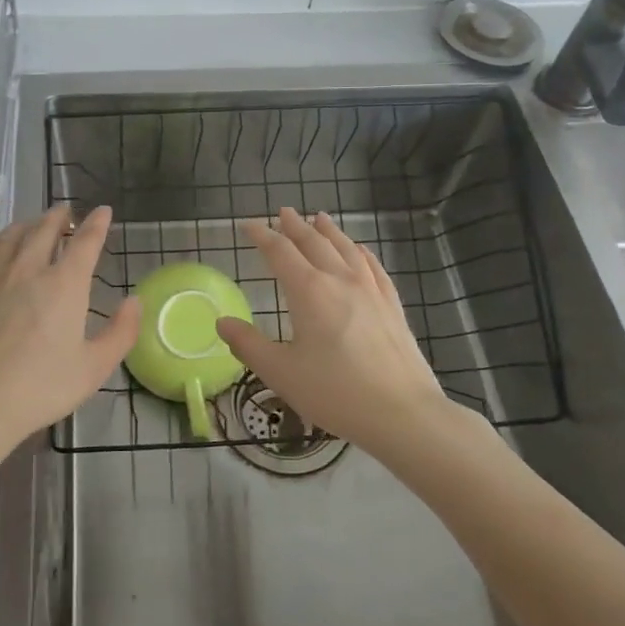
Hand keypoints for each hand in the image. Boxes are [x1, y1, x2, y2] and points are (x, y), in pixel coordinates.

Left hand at [0, 203, 139, 457]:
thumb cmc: (40, 388)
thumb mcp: (94, 368)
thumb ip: (120, 333)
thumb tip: (135, 301)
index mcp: (64, 285)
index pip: (85, 242)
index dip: (96, 224)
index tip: (102, 211)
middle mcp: (28, 270)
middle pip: (44, 230)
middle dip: (58, 217)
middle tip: (64, 212)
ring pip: (9, 237)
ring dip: (26, 225)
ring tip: (32, 224)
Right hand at [215, 207, 449, 459]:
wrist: (403, 413)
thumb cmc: (335, 392)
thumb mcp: (281, 373)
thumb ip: (248, 345)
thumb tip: (222, 323)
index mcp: (309, 291)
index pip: (280, 252)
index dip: (262, 235)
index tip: (249, 225)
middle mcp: (340, 280)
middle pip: (314, 242)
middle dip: (295, 226)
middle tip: (283, 212)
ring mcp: (371, 290)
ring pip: (346, 248)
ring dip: (328, 231)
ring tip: (319, 218)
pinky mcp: (392, 305)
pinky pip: (373, 266)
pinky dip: (360, 251)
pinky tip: (359, 250)